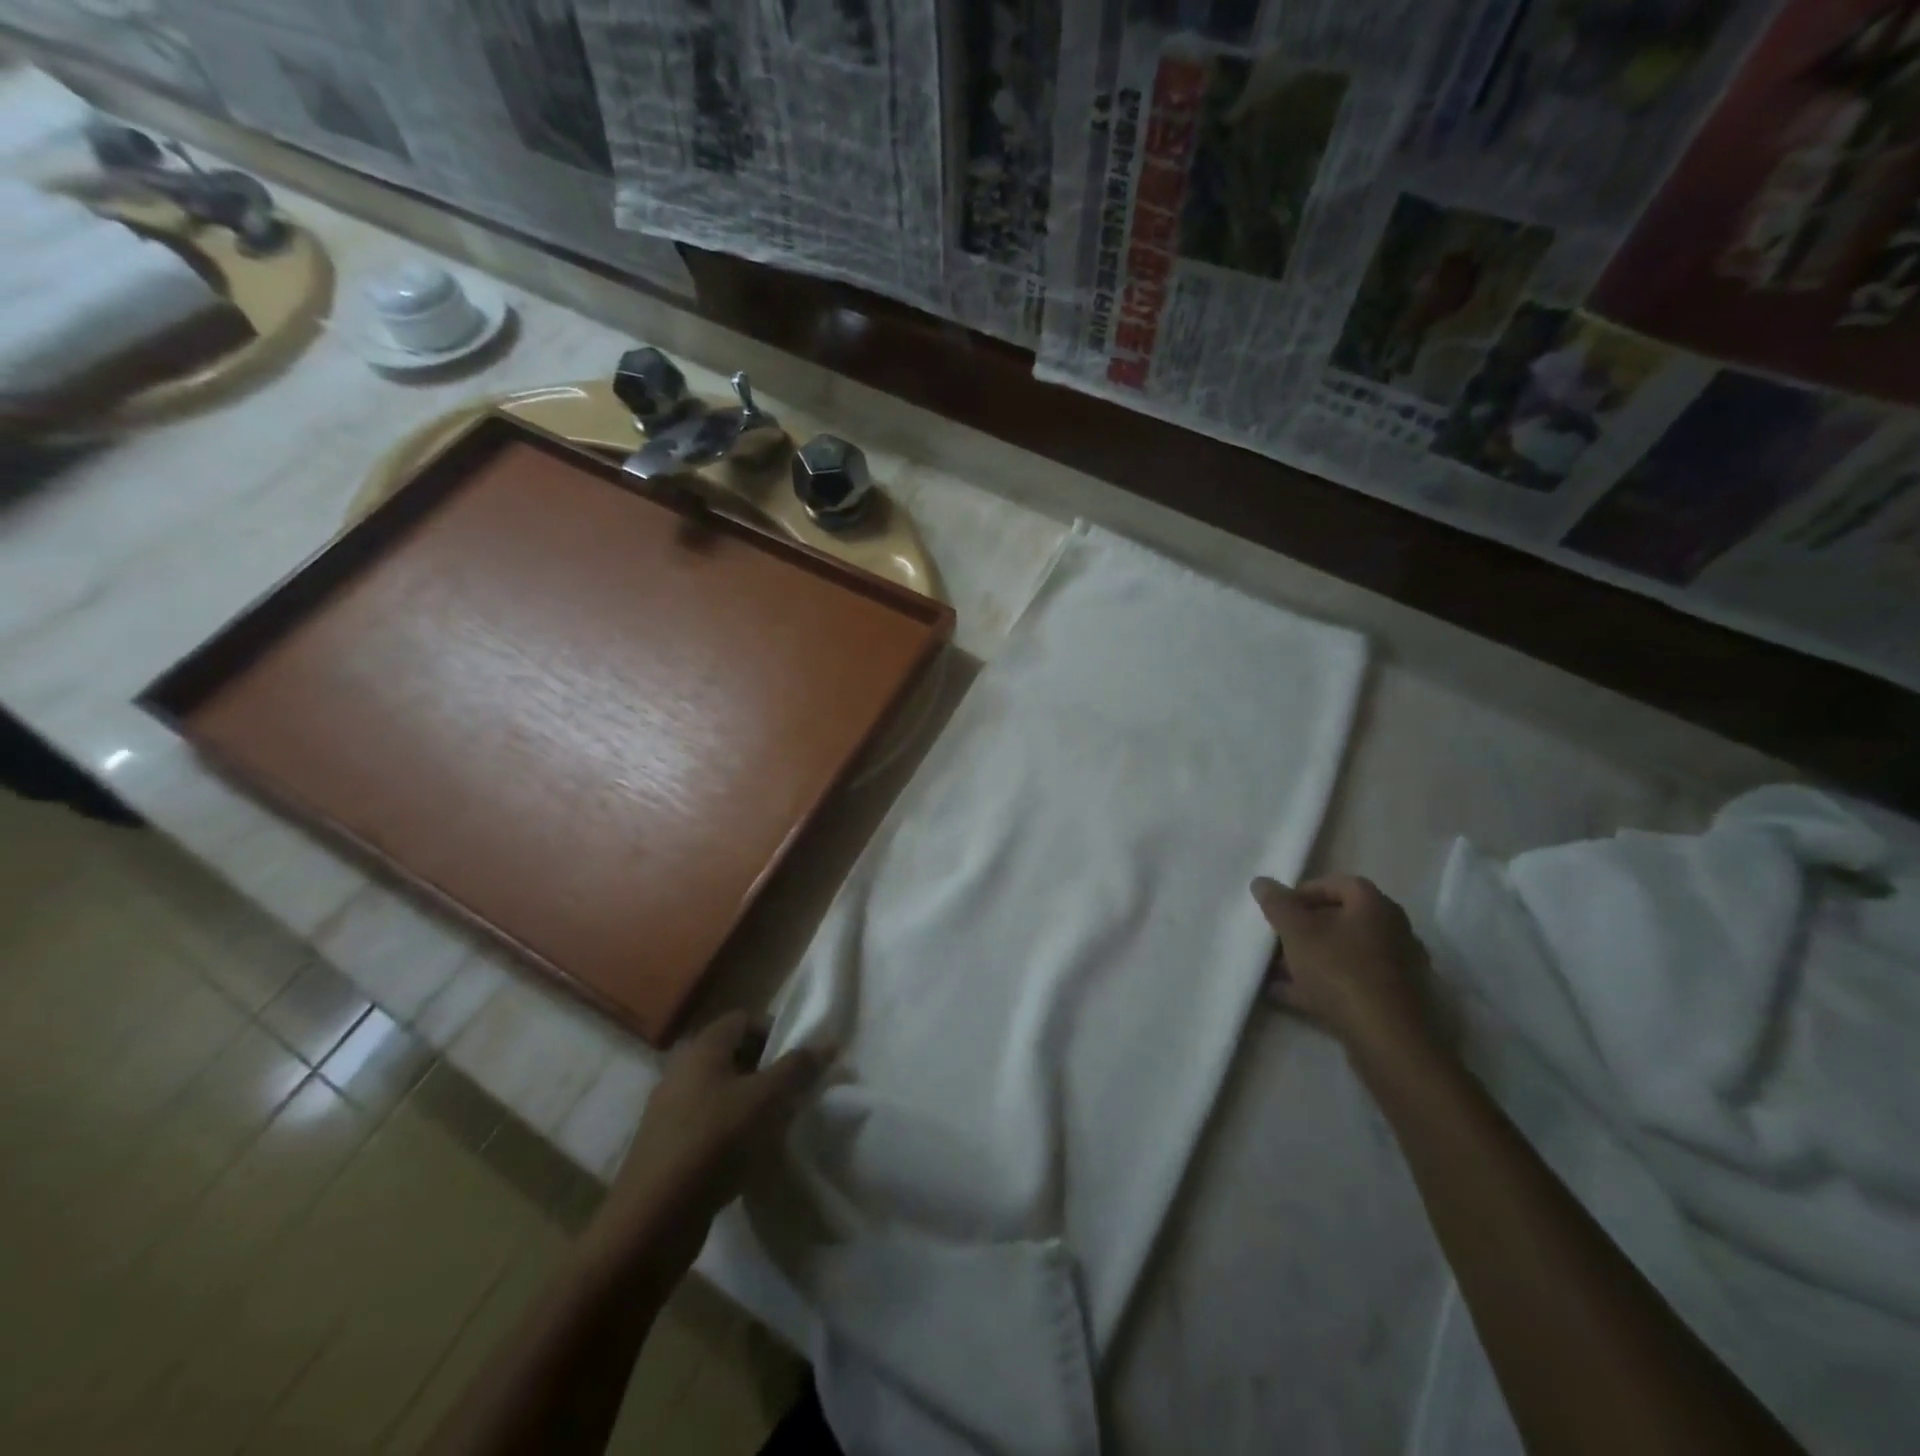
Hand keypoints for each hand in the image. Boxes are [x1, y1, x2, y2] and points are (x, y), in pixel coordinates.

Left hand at [592, 1011, 828, 1274]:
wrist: (652, 1221)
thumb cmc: (714, 1142)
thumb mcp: (766, 1100)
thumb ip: (799, 1067)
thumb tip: (830, 1041)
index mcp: (701, 1049)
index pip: (744, 1019)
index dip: (774, 1032)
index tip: (799, 1059)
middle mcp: (682, 1071)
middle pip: (734, 1055)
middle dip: (768, 1069)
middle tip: (794, 1092)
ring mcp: (671, 1110)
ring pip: (723, 1091)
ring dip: (753, 1102)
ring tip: (778, 1125)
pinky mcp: (669, 1146)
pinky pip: (710, 1123)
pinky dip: (733, 1130)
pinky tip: (750, 1155)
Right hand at [1252, 875, 1436, 1056]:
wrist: (1386, 1040)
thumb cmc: (1339, 971)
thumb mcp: (1297, 931)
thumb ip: (1277, 904)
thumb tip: (1261, 882)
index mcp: (1375, 907)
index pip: (1338, 884)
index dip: (1304, 892)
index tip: (1279, 909)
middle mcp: (1392, 931)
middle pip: (1339, 920)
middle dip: (1302, 928)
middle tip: (1275, 939)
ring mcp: (1394, 969)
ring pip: (1342, 954)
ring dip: (1308, 958)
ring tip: (1274, 971)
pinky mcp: (1390, 1001)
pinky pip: (1348, 983)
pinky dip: (1319, 984)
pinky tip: (1287, 995)